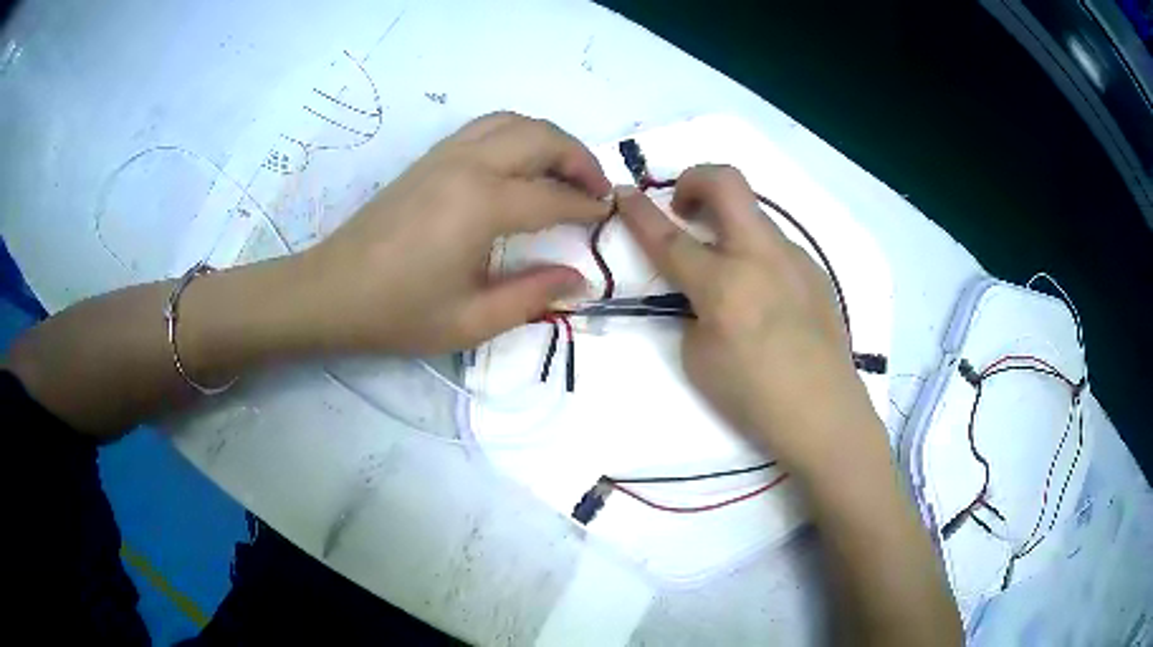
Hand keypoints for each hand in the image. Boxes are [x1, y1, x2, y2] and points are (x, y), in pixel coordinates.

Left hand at [298, 113, 610, 354]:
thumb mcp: (470, 321)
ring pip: (513, 122)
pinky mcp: (429, 158)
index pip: (553, 198)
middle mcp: (468, 165)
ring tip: (565, 170)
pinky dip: (517, 134)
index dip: (587, 208)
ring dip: (549, 139)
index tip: (608, 217)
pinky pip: (486, 127)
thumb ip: (532, 296)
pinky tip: (520, 164)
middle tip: (597, 189)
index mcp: (481, 205)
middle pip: (541, 138)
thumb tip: (578, 279)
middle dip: (579, 158)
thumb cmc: (397, 313)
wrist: (331, 291)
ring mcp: (445, 155)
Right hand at [616, 165, 881, 475]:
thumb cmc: (754, 396)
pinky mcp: (814, 270)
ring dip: (727, 222)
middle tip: (682, 206)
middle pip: (726, 183)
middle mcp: (761, 256)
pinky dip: (754, 252)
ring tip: (725, 265)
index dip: (639, 211)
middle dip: (694, 178)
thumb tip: (702, 289)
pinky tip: (763, 294)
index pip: (669, 237)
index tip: (623, 192)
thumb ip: (692, 309)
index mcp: (724, 284)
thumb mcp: (698, 358)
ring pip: (754, 214)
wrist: (823, 411)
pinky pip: (775, 245)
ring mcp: (794, 258)